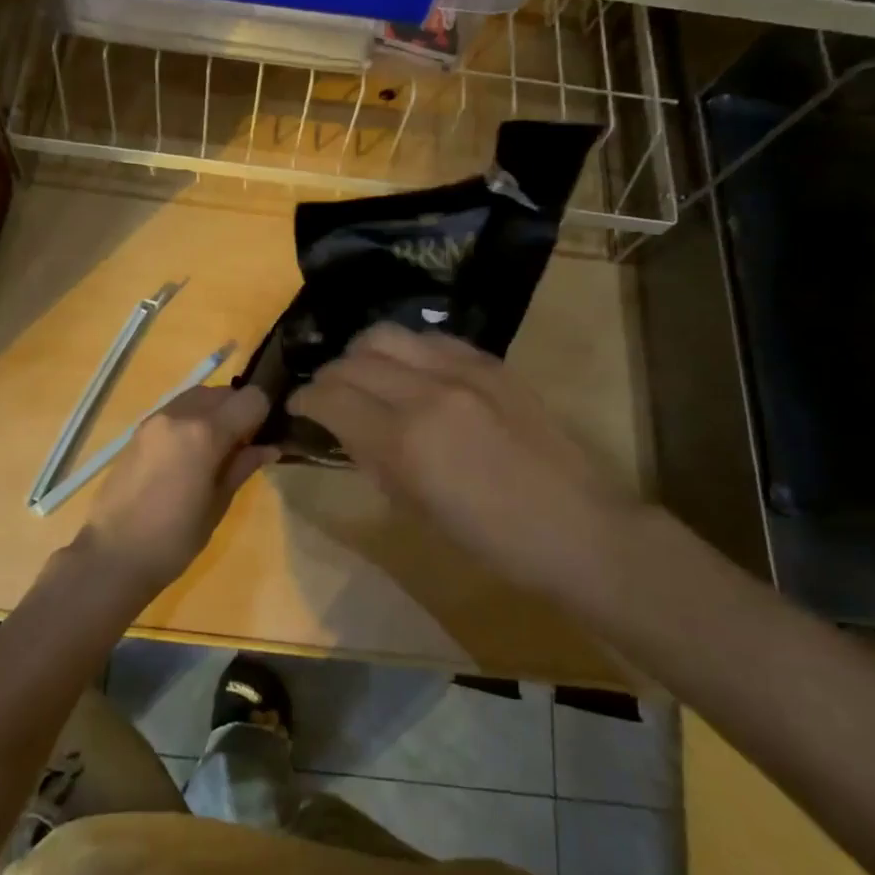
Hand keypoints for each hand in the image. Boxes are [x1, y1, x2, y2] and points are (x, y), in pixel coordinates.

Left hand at [82, 385, 275, 595]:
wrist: (112, 555)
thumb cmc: (174, 539)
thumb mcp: (218, 504)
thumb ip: (242, 466)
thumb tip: (269, 447)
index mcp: (205, 432)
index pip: (251, 399)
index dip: (264, 414)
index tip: (264, 437)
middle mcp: (180, 414)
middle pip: (224, 392)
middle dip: (239, 410)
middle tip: (243, 446)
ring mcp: (156, 419)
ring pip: (198, 396)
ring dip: (214, 411)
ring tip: (216, 449)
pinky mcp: (139, 430)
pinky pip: (176, 409)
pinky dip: (192, 418)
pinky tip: (190, 453)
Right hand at [287, 324, 640, 592]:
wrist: (576, 527)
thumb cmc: (491, 540)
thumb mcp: (415, 510)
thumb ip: (373, 460)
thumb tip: (346, 430)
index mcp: (404, 440)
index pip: (330, 397)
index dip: (303, 399)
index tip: (297, 407)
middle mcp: (426, 391)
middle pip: (353, 360)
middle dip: (328, 377)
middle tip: (327, 396)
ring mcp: (462, 369)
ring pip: (387, 334)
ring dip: (363, 353)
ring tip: (365, 375)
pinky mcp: (490, 362)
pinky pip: (431, 338)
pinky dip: (407, 349)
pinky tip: (410, 370)